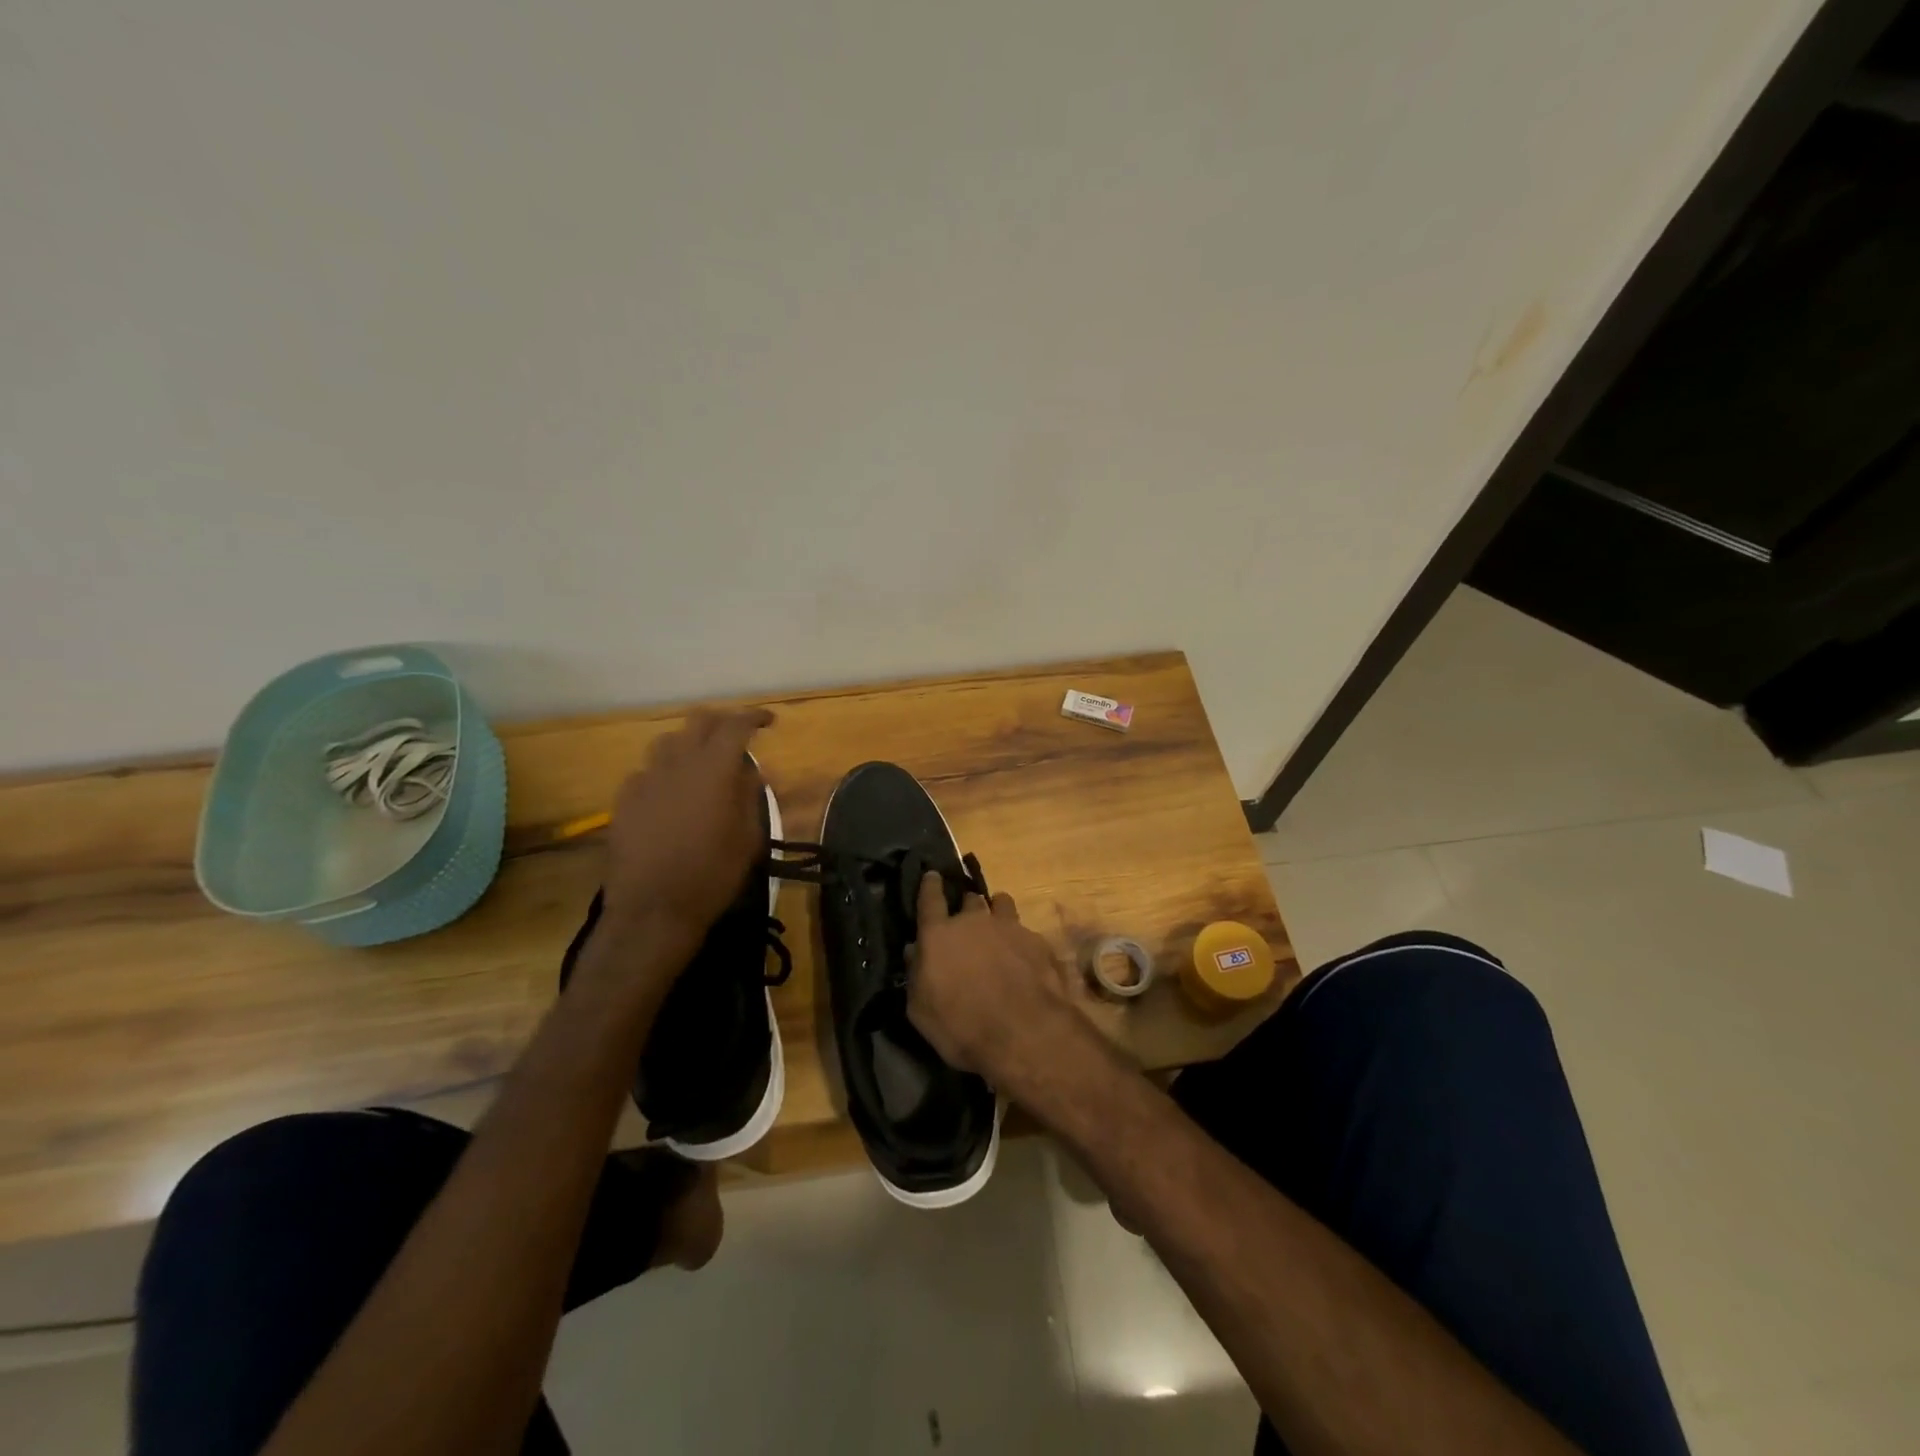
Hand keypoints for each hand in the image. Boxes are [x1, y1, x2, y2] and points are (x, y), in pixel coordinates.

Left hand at [600, 708, 774, 944]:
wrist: (652, 908)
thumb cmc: (712, 874)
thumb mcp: (748, 838)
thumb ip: (750, 795)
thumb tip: (751, 771)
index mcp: (713, 769)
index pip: (736, 725)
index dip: (754, 717)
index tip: (769, 721)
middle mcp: (677, 763)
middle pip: (698, 720)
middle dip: (721, 721)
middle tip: (736, 737)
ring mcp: (646, 778)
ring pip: (668, 741)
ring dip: (690, 744)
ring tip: (702, 764)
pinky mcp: (624, 799)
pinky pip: (648, 771)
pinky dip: (666, 773)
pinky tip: (671, 795)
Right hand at [906, 875, 1099, 1090]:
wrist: (1022, 1032)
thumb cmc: (960, 1026)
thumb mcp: (921, 1010)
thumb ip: (916, 974)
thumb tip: (915, 951)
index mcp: (939, 934)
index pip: (930, 898)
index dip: (930, 885)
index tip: (932, 875)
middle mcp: (974, 921)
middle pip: (970, 899)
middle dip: (967, 906)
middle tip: (967, 921)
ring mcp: (1009, 927)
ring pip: (1001, 903)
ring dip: (997, 911)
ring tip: (998, 927)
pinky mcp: (1036, 941)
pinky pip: (1025, 930)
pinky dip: (1020, 940)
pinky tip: (1024, 958)